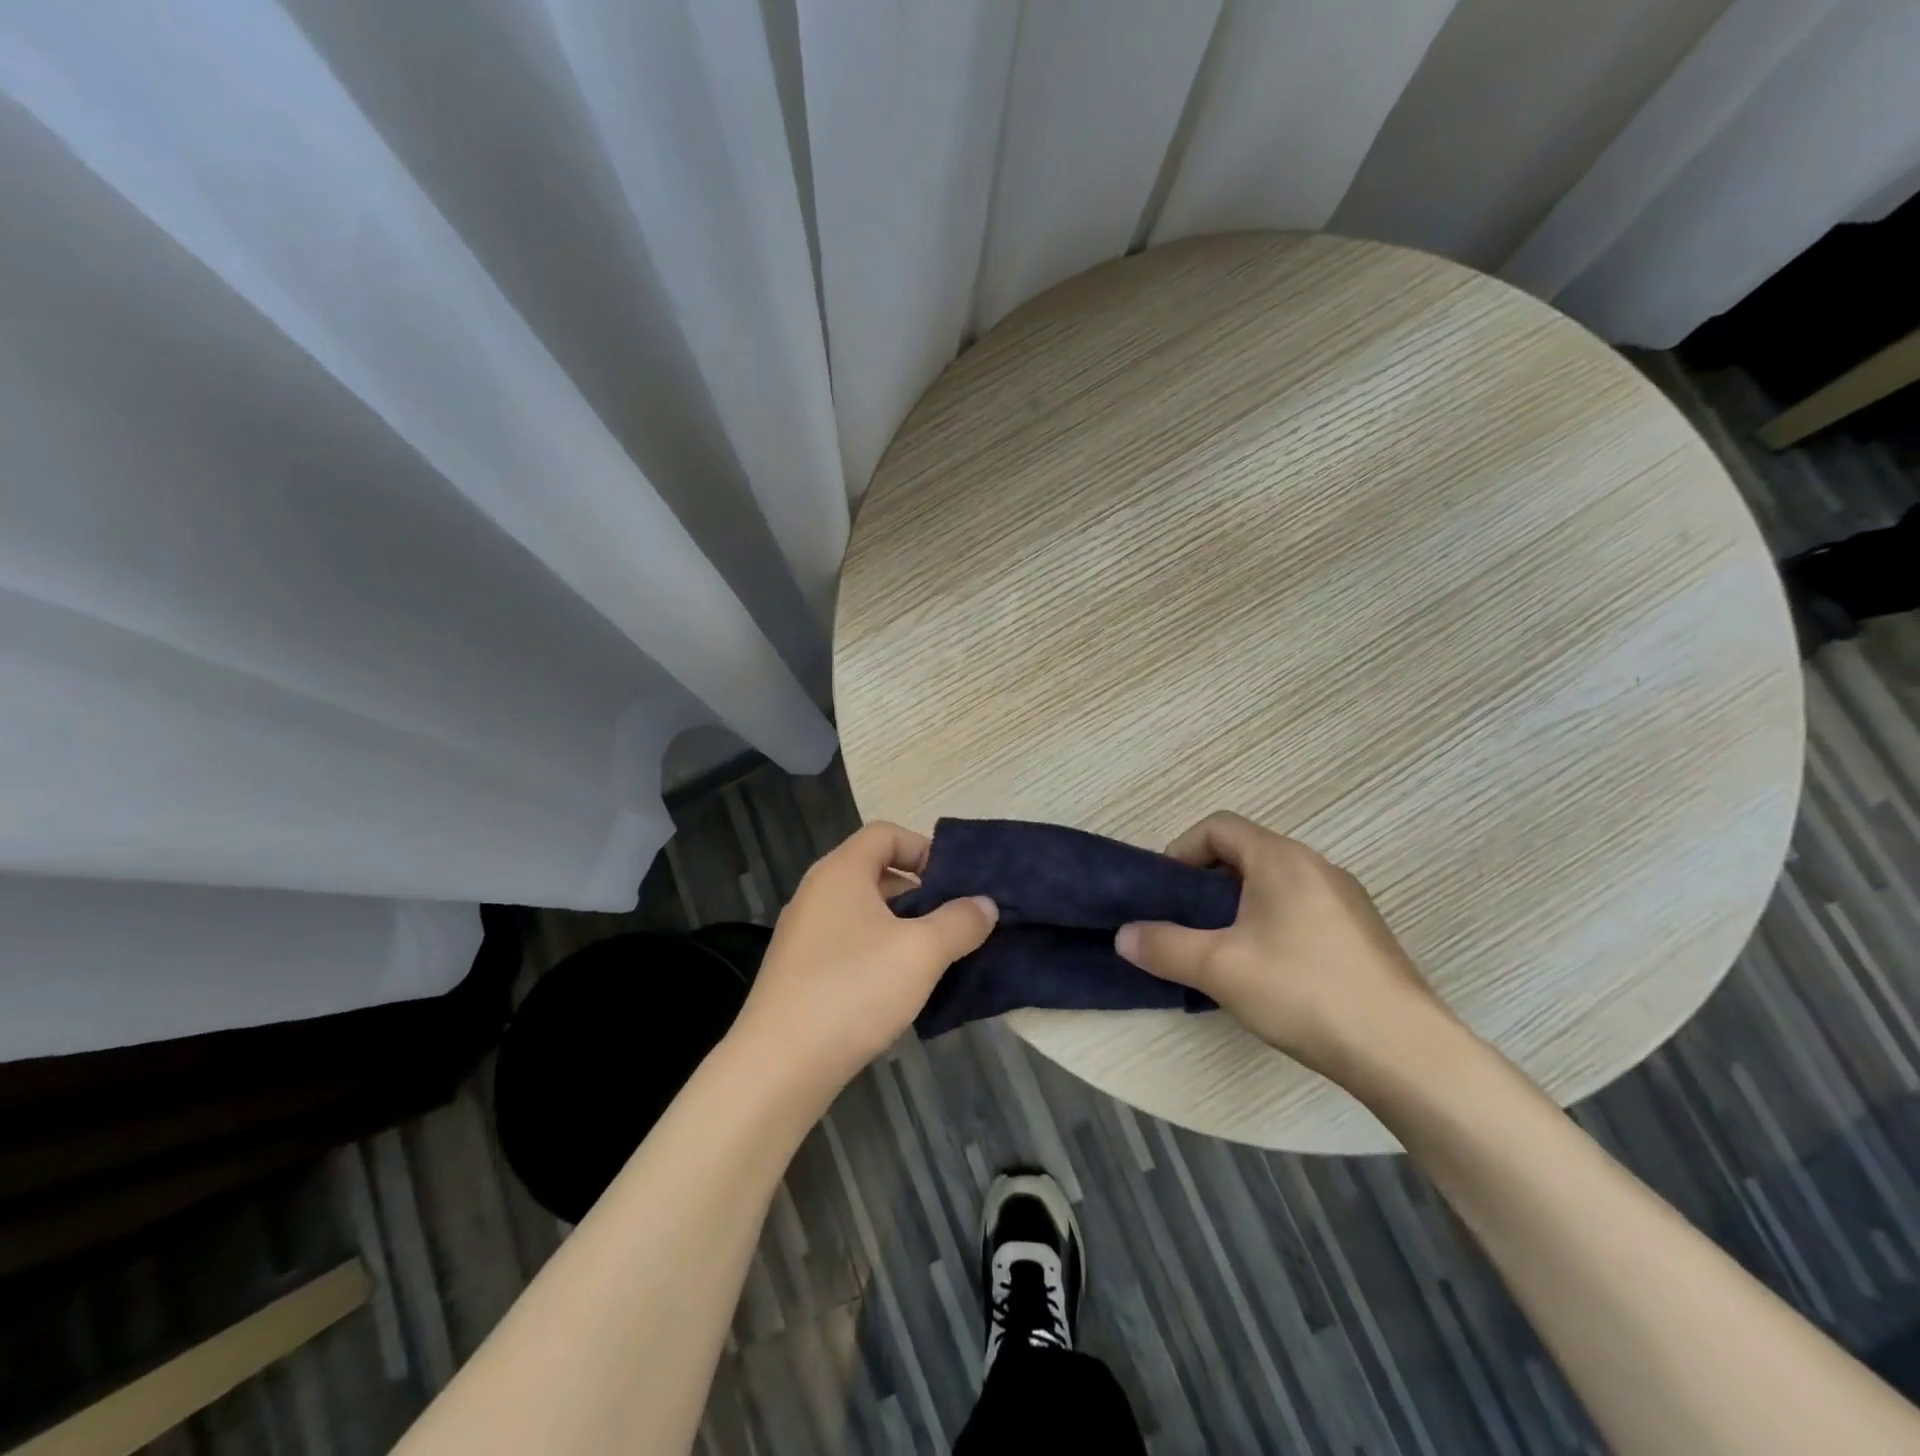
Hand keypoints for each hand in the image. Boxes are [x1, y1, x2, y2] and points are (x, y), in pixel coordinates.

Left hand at [732, 822, 996, 1096]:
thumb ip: (960, 921)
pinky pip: (847, 943)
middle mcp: (816, 893)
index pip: (885, 834)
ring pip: (862, 912)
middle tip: (953, 922)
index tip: (954, 883)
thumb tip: (985, 904)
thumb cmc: (854, 990)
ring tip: (934, 957)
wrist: (779, 1066)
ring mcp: (803, 933)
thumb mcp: (922, 952)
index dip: (923, 848)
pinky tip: (898, 988)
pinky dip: (877, 952)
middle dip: (919, 892)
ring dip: (901, 926)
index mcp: (841, 872)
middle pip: (875, 871)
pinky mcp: (798, 970)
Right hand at [1115, 812, 1448, 1078]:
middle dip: (1206, 883)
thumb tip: (1123, 936)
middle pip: (1245, 854)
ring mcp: (1346, 899)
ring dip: (1237, 907)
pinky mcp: (1362, 934)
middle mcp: (1317, 866)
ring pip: (1274, 885)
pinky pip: (1301, 910)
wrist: (1404, 1052)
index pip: (1218, 826)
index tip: (1165, 894)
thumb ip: (1163, 946)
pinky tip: (1268, 974)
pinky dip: (1270, 925)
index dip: (1180, 850)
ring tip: (1221, 952)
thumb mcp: (1219, 968)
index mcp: (1281, 859)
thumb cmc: (1303, 991)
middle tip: (1185, 925)